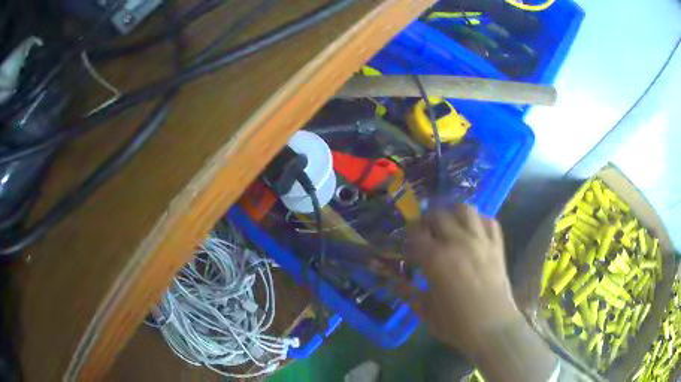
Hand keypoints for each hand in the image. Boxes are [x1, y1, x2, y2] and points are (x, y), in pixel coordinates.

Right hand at [406, 204, 520, 356]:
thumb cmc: (456, 323)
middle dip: (427, 220)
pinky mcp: (497, 246)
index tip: (407, 245)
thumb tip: (394, 282)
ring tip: (449, 224)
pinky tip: (473, 230)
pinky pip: (489, 221)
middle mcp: (458, 242)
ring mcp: (480, 241)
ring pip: (465, 209)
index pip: (416, 234)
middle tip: (425, 232)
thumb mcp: (426, 312)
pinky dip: (479, 220)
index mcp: (437, 259)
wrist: (493, 328)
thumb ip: (408, 293)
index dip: (409, 236)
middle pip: (439, 215)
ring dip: (453, 212)